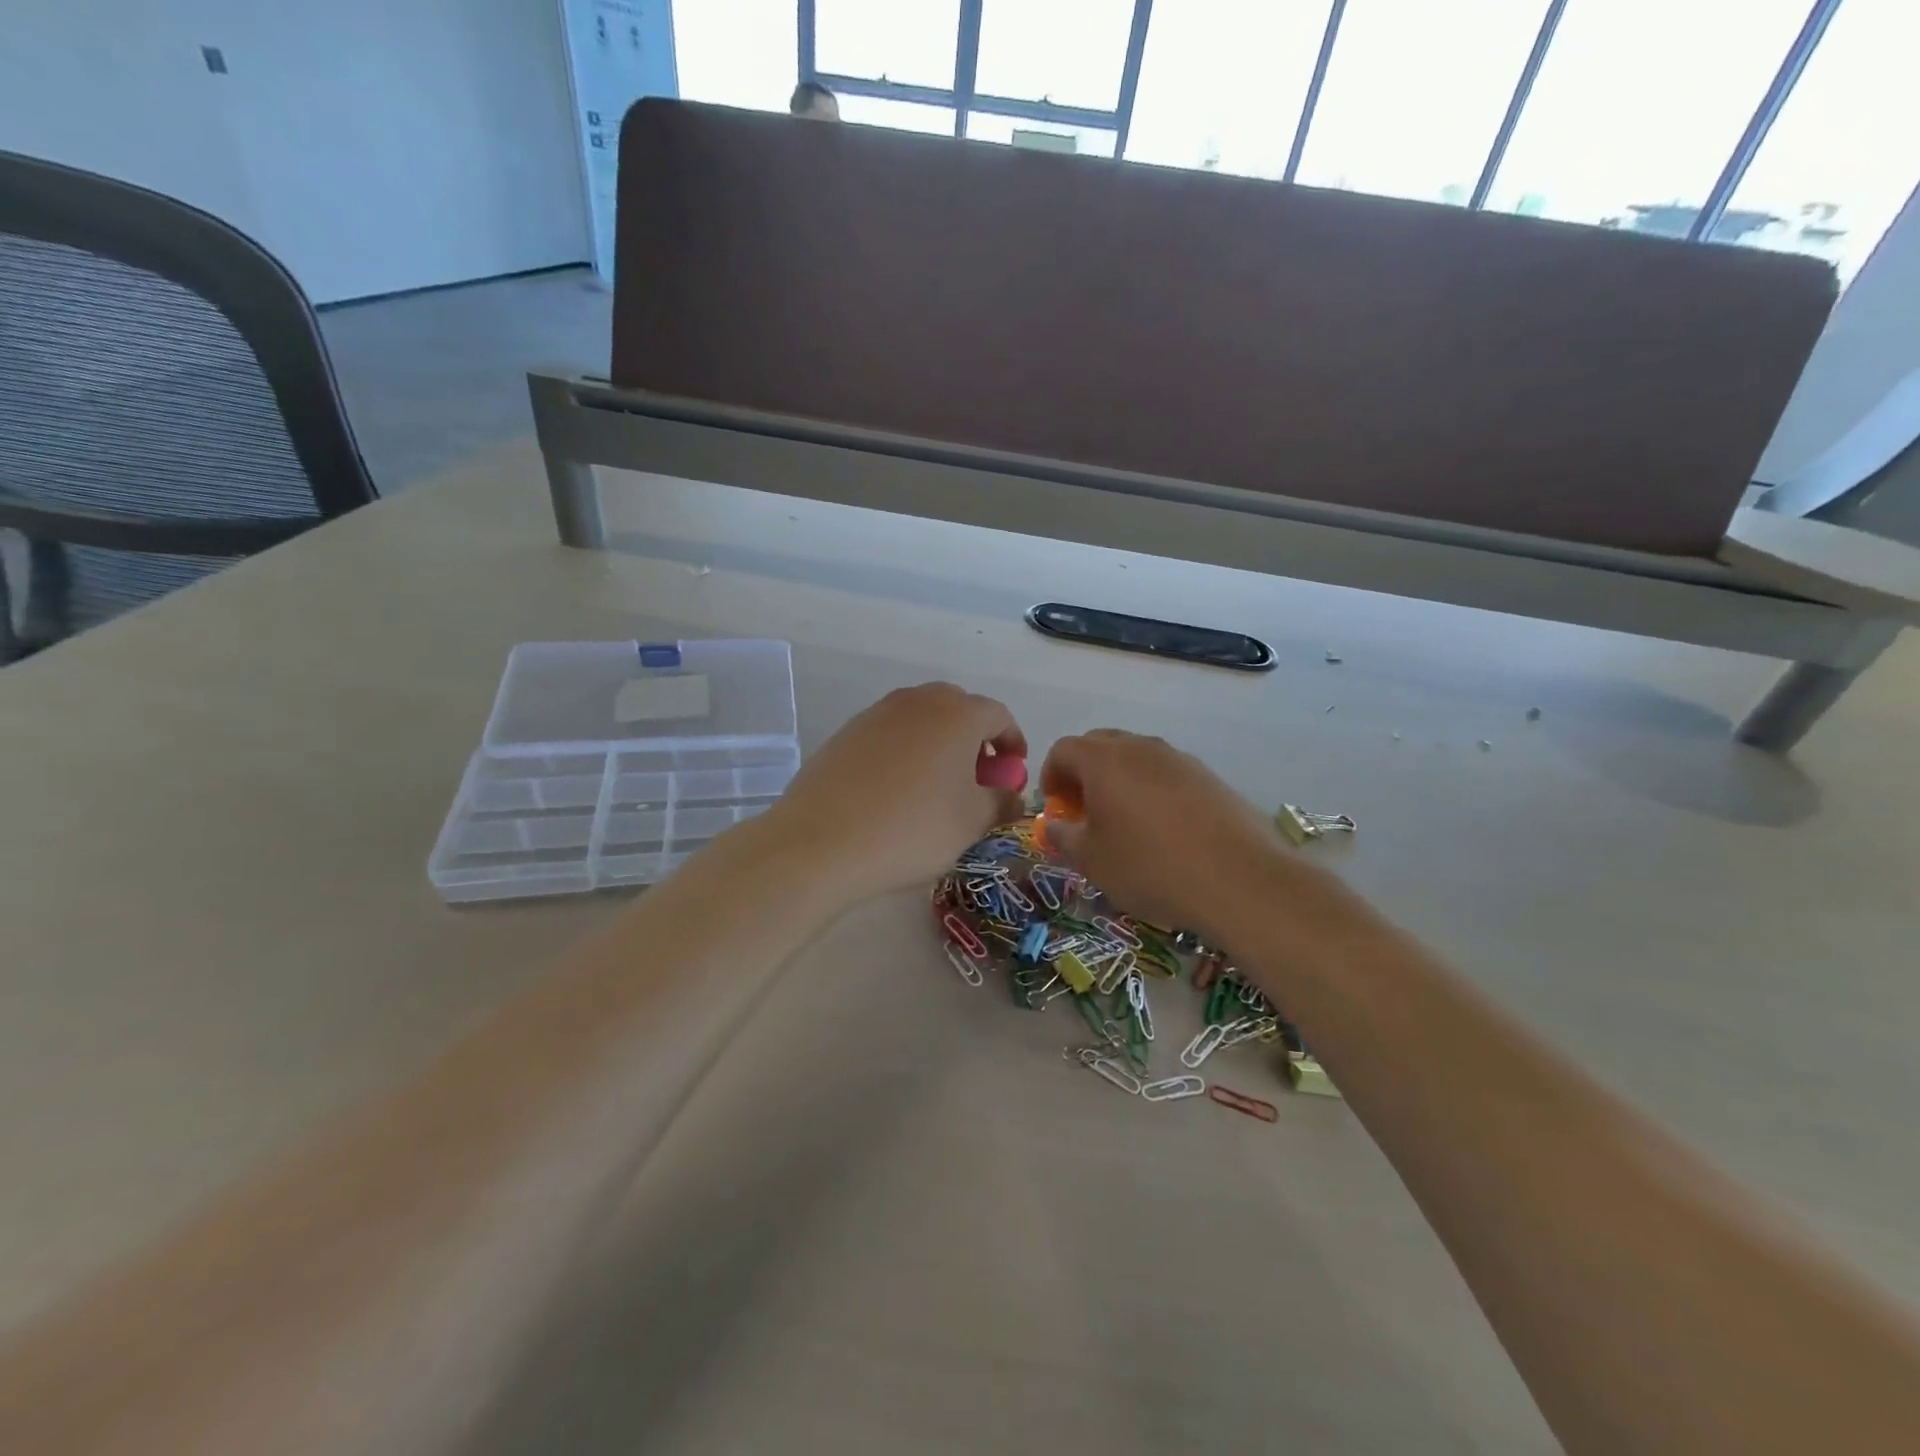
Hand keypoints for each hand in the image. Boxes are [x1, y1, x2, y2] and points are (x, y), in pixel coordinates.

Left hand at [766, 683, 1026, 898]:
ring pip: (921, 718)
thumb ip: (1002, 802)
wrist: (823, 841)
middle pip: (958, 708)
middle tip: (976, 776)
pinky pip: (889, 733)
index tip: (1012, 771)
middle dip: (974, 737)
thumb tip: (1011, 796)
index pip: (999, 715)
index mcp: (957, 714)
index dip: (1012, 742)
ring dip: (938, 742)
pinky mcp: (846, 732)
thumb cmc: (913, 828)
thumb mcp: (972, 822)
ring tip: (936, 784)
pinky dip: (904, 751)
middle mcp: (918, 701)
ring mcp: (877, 713)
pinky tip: (895, 790)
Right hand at [1040, 730, 1326, 944]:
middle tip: (1084, 811)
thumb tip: (1055, 825)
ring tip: (1124, 822)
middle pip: (1099, 745)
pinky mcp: (1208, 776)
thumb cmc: (1150, 867)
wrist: (1238, 878)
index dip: (1051, 776)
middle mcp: (1140, 747)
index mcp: (1103, 760)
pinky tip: (1163, 830)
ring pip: (1136, 757)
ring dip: (1119, 780)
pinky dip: (1152, 790)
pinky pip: (1166, 773)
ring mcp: (1178, 758)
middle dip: (1083, 773)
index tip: (1056, 807)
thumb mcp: (1092, 860)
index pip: (1063, 750)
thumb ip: (1064, 837)